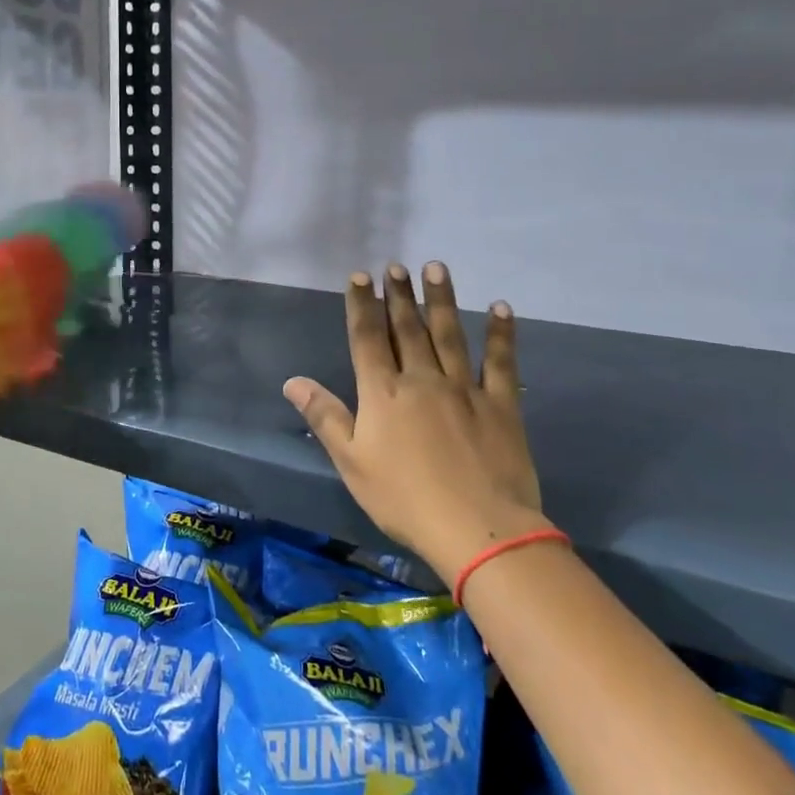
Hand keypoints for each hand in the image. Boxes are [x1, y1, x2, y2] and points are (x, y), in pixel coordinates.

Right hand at [285, 264, 545, 583]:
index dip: (362, 306)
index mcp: (384, 394)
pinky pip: (500, 362)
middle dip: (399, 296)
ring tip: (436, 268)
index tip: (361, 276)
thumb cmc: (403, 499)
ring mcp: (464, 389)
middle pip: (408, 329)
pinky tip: (500, 308)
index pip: (367, 339)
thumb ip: (325, 417)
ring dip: (441, 300)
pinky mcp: (500, 405)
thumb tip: (293, 381)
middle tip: (397, 265)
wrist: (477, 528)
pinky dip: (501, 334)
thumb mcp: (352, 462)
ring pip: (450, 335)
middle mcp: (422, 380)